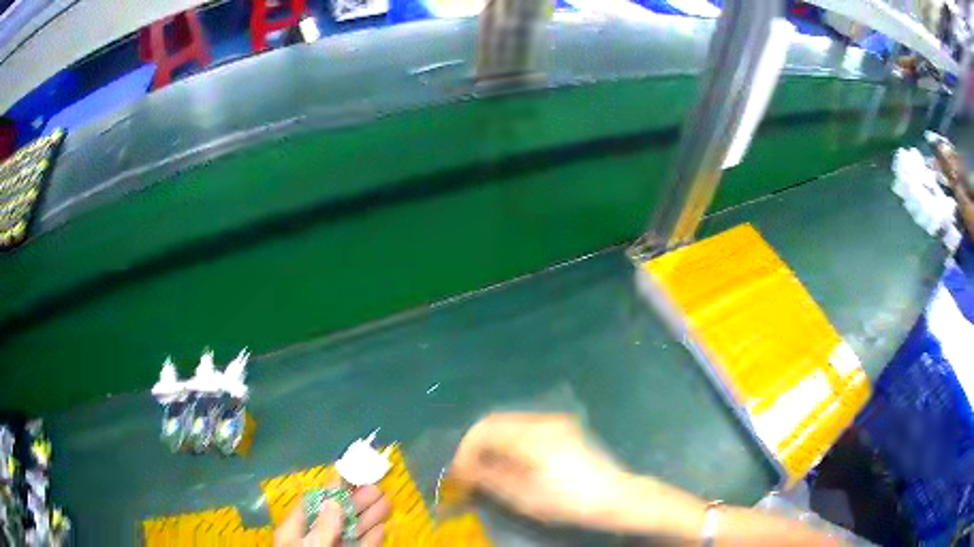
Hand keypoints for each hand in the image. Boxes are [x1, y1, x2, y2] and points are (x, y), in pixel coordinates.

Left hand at [273, 485, 389, 546]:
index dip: (332, 488)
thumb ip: (322, 528)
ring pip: (351, 532)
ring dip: (369, 518)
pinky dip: (371, 541)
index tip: (350, 472)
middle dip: (357, 502)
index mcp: (295, 531)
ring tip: (386, 502)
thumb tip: (334, 503)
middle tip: (377, 488)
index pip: (313, 504)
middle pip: (336, 517)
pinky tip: (382, 530)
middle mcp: (314, 540)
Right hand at [449, 413, 628, 526]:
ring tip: (486, 469)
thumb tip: (465, 471)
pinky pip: (524, 428)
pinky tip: (510, 462)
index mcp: (531, 435)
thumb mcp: (525, 497)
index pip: (483, 431)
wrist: (614, 496)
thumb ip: (490, 479)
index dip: (465, 451)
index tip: (458, 474)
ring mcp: (554, 422)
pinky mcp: (562, 428)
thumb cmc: (569, 501)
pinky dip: (509, 442)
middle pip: (494, 422)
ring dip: (492, 443)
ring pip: (509, 423)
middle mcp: (541, 420)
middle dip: (476, 445)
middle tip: (468, 471)